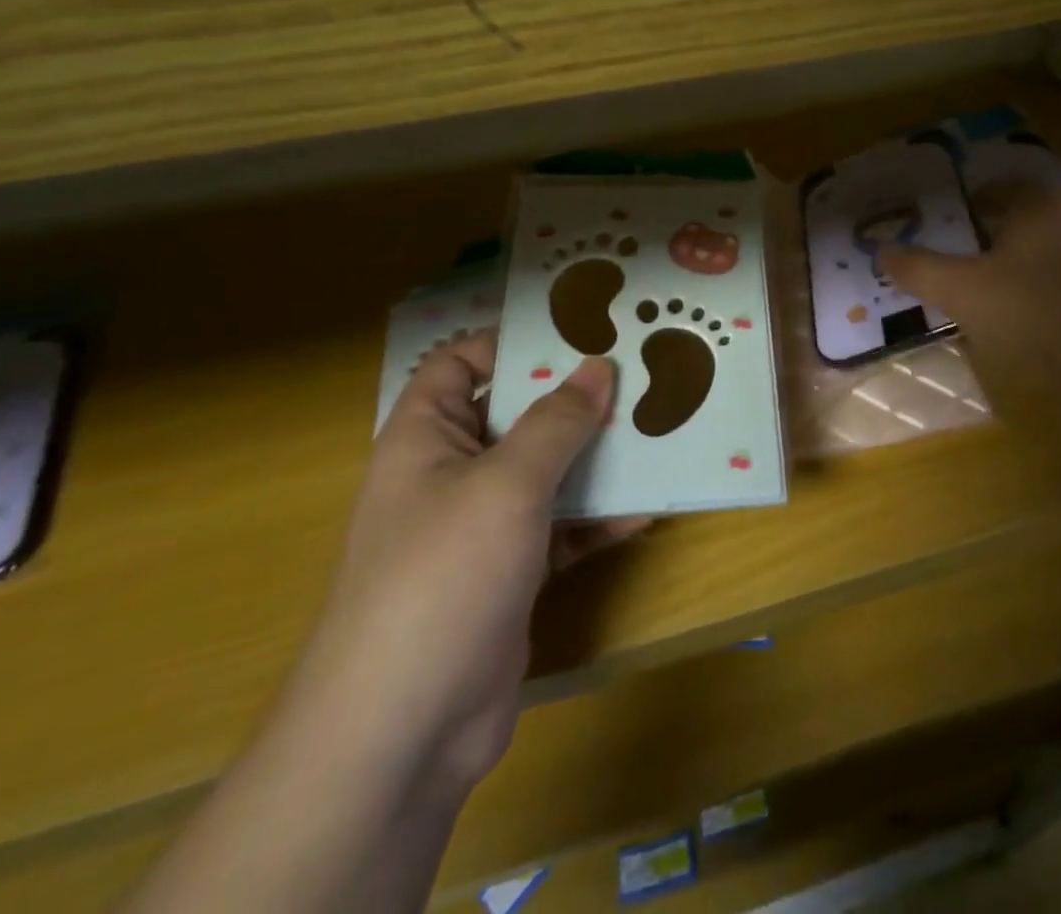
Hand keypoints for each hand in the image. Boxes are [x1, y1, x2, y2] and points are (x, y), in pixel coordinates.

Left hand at [290, 331, 645, 807]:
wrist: (405, 729)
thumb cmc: (443, 576)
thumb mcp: (506, 483)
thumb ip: (556, 421)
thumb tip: (598, 367)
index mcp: (426, 437)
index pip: (460, 364)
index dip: (510, 343)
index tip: (577, 331)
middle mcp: (451, 474)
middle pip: (515, 416)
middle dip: (573, 399)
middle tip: (637, 374)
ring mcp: (481, 528)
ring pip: (545, 473)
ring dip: (595, 458)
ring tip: (654, 431)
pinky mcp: (511, 574)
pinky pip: (560, 528)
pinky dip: (597, 518)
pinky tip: (645, 508)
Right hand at [880, 183, 1060, 436]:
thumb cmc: (1033, 311)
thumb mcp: (962, 289)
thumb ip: (919, 268)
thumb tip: (881, 251)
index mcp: (1039, 204)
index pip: (994, 189)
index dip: (960, 206)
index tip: (933, 228)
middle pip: (1014, 224)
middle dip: (979, 242)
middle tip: (944, 264)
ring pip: (1035, 258)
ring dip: (1004, 274)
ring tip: (969, 299)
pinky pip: (1055, 289)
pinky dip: (1029, 300)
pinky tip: (1010, 327)